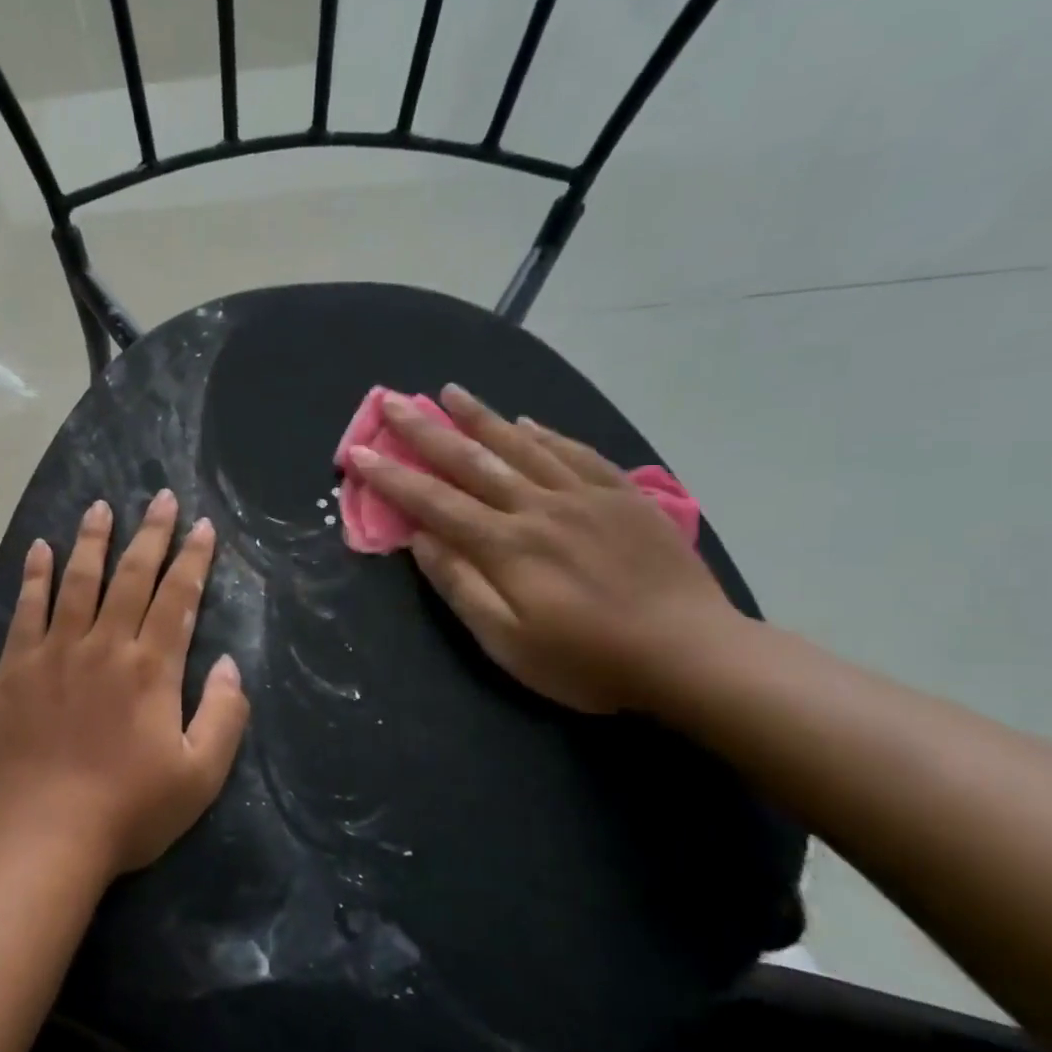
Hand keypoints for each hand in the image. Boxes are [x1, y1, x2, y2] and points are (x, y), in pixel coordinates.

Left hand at [0, 492, 250, 879]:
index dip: (193, 559)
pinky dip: (35, 576)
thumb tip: (231, 665)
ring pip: (78, 581)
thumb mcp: (198, 777)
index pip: (178, 598)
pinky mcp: (14, 668)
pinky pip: (27, 609)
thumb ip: (223, 716)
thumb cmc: (126, 812)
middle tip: (162, 498)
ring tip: (101, 506)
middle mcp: (104, 646)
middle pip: (132, 577)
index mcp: (151, 669)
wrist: (40, 838)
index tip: (202, 526)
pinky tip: (40, 550)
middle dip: (151, 534)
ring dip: (92, 540)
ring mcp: (54, 652)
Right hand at [346, 386, 739, 713]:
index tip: (358, 453)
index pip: (434, 502)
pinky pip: (577, 453)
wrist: (693, 655)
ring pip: (522, 445)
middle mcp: (538, 508)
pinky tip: (528, 421)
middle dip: (425, 430)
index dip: (391, 477)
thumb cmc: (588, 660)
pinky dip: (547, 434)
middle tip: (392, 401)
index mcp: (506, 545)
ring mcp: (585, 497)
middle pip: (471, 460)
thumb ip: (461, 586)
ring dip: (481, 416)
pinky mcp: (623, 498)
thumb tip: (420, 540)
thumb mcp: (509, 642)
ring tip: (450, 391)